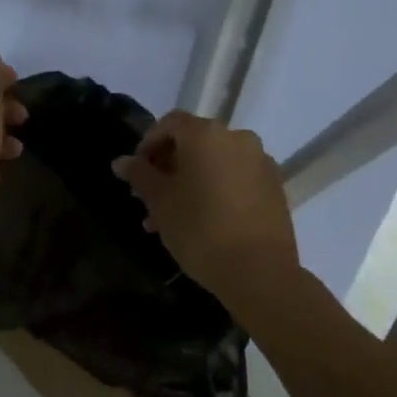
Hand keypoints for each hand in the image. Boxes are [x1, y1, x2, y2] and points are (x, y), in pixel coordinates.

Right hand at [112, 111, 299, 305]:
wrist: (259, 272)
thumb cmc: (200, 229)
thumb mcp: (160, 201)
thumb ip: (139, 175)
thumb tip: (122, 162)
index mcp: (206, 134)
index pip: (170, 124)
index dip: (148, 144)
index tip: (136, 173)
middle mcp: (237, 138)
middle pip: (194, 143)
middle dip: (168, 167)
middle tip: (150, 199)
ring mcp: (260, 162)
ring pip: (215, 164)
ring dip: (190, 182)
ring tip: (171, 219)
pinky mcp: (275, 187)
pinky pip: (236, 179)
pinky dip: (216, 190)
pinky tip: (203, 222)